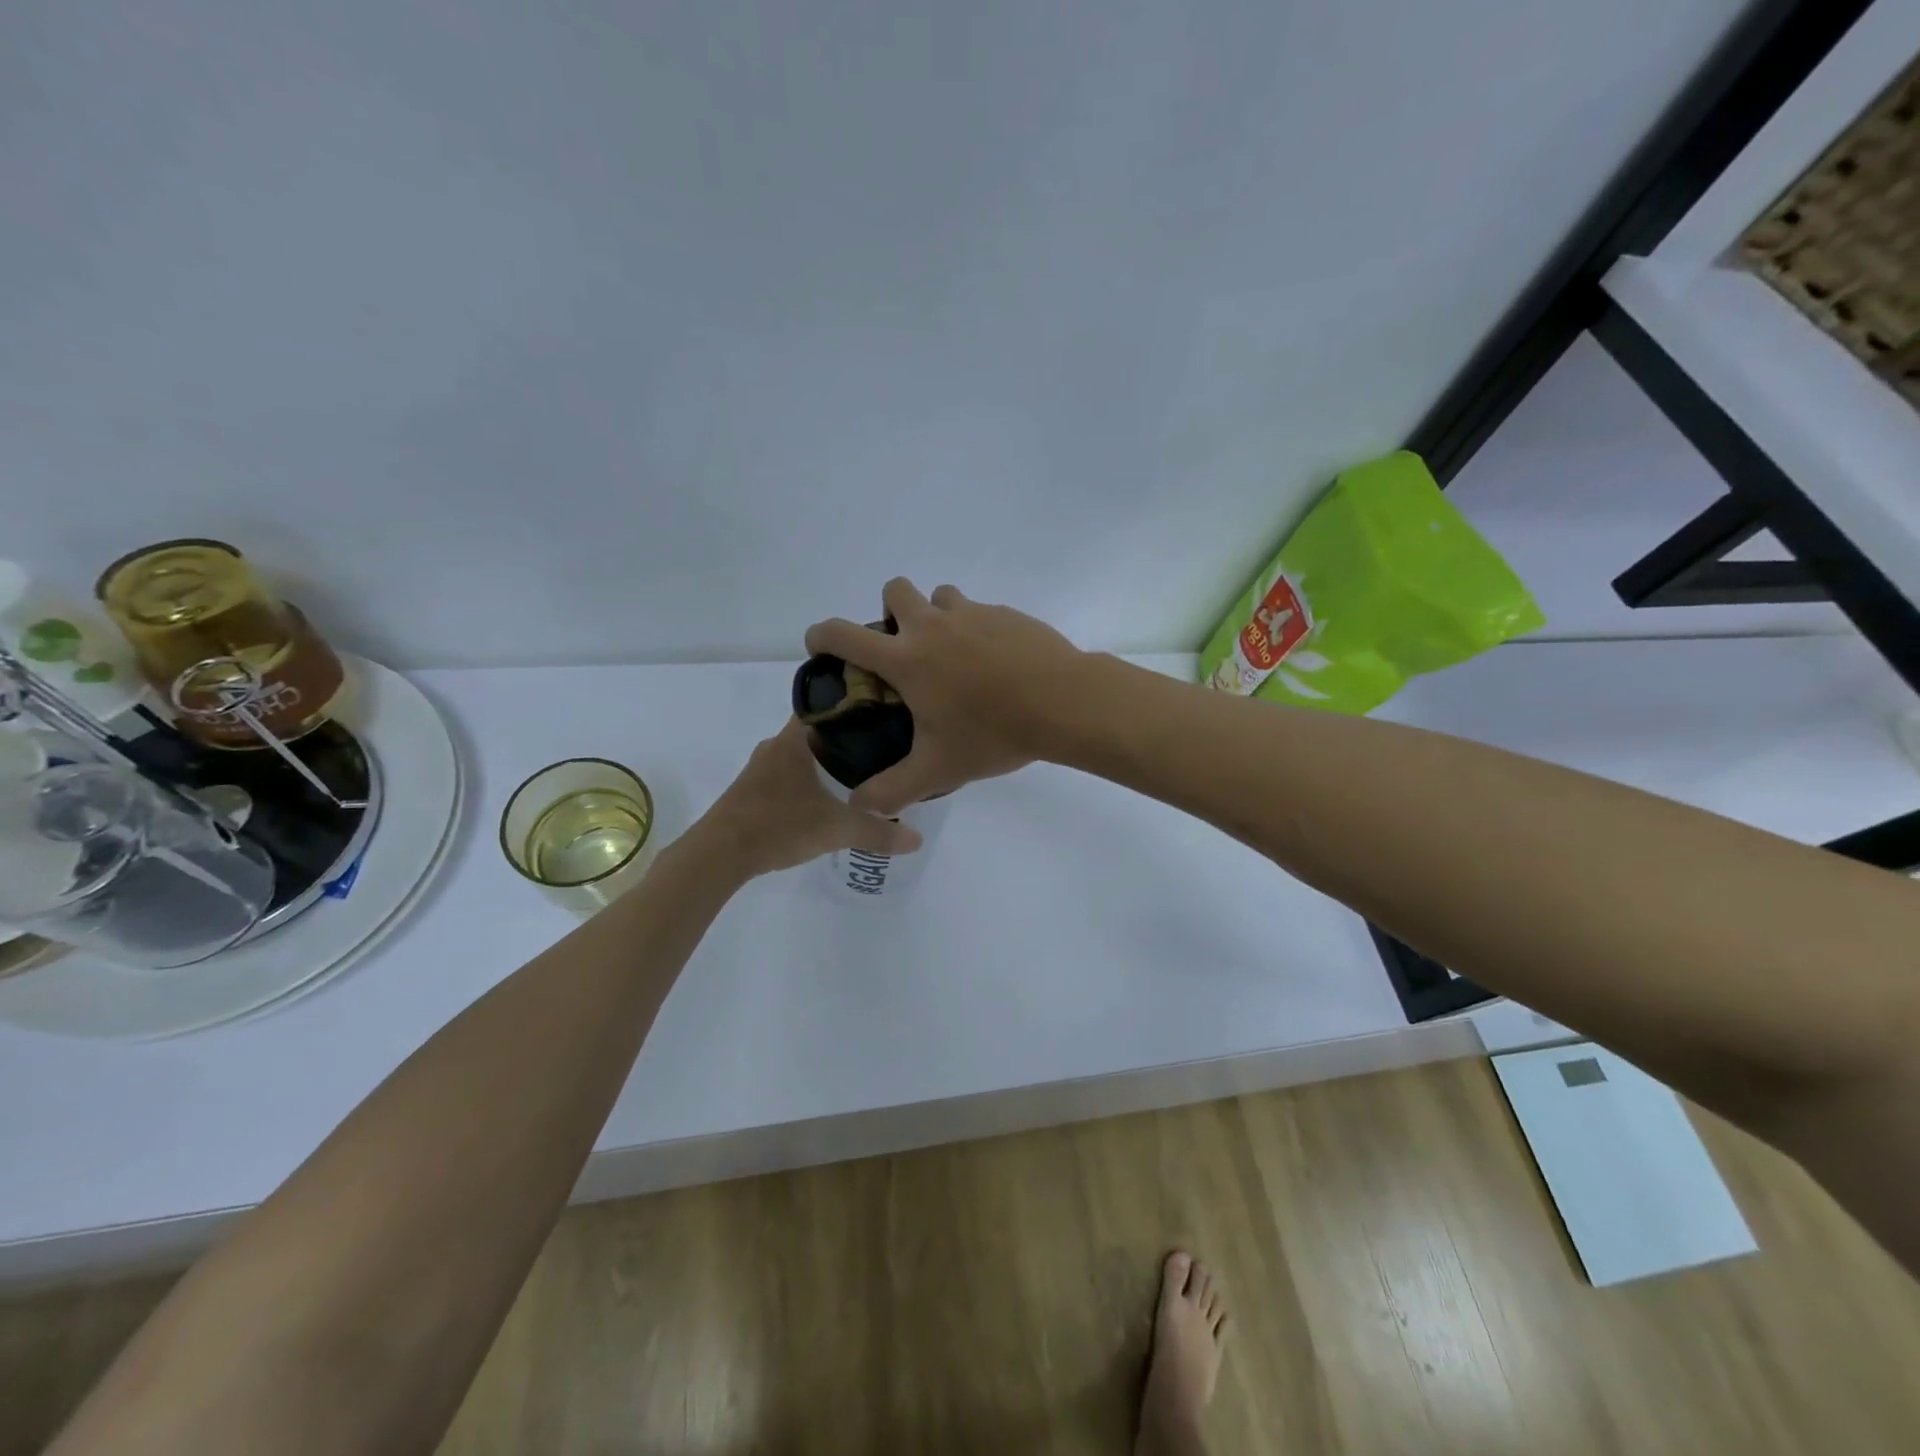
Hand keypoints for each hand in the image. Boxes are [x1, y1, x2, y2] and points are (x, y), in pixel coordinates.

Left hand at [695, 718, 922, 878]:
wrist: (718, 855)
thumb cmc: (777, 826)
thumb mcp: (836, 830)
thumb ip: (878, 833)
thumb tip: (918, 840)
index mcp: (795, 739)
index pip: (828, 703)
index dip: (855, 704)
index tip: (884, 712)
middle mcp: (776, 745)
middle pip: (819, 729)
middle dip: (849, 737)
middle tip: (883, 747)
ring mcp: (761, 768)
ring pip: (803, 753)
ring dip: (827, 760)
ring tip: (862, 773)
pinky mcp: (753, 789)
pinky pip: (790, 773)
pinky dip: (810, 779)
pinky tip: (826, 797)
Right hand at [804, 578, 1084, 814]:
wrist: (1064, 702)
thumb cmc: (993, 733)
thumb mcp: (938, 769)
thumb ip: (892, 790)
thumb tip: (858, 804)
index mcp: (906, 658)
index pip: (844, 634)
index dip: (821, 635)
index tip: (820, 646)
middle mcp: (933, 625)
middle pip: (894, 590)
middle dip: (888, 611)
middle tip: (904, 651)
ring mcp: (972, 613)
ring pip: (940, 597)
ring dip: (935, 616)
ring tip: (952, 657)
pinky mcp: (1006, 613)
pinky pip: (978, 611)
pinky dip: (974, 629)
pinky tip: (994, 665)